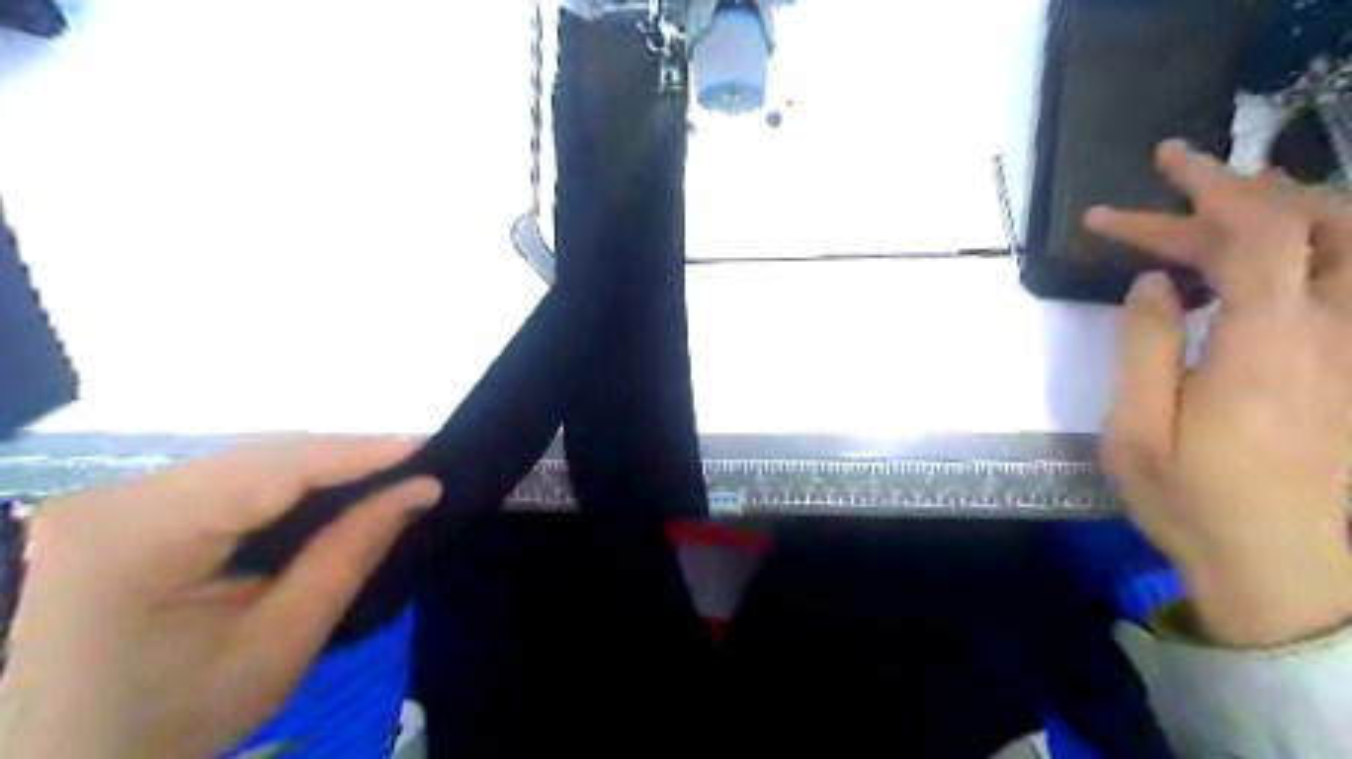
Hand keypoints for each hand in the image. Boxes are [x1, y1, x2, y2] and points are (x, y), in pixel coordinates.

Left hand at [1, 435, 438, 755]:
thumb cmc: (174, 720)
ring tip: (389, 471)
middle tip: (419, 462)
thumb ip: (351, 553)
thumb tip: (421, 489)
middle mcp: (115, 499)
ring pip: (247, 459)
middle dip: (346, 456)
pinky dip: (288, 479)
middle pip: (260, 456)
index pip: (273, 469)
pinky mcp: (125, 508)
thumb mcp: (282, 641)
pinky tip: (332, 487)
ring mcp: (114, 499)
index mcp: (137, 537)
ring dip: (322, 465)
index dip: (359, 451)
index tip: (430, 444)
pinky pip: (228, 477)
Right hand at [1085, 138, 1350, 644]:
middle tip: (1165, 184)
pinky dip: (1295, 252)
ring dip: (1276, 210)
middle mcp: (1332, 331)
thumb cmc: (1194, 503)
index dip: (1211, 187)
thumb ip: (1143, 349)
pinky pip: (1341, 282)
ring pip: (1343, 244)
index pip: (1259, 231)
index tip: (1161, 166)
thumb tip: (1152, 283)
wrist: (1287, 571)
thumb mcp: (1136, 433)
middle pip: (1307, 223)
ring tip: (1210, 207)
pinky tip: (1245, 267)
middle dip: (1231, 190)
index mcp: (1266, 345)